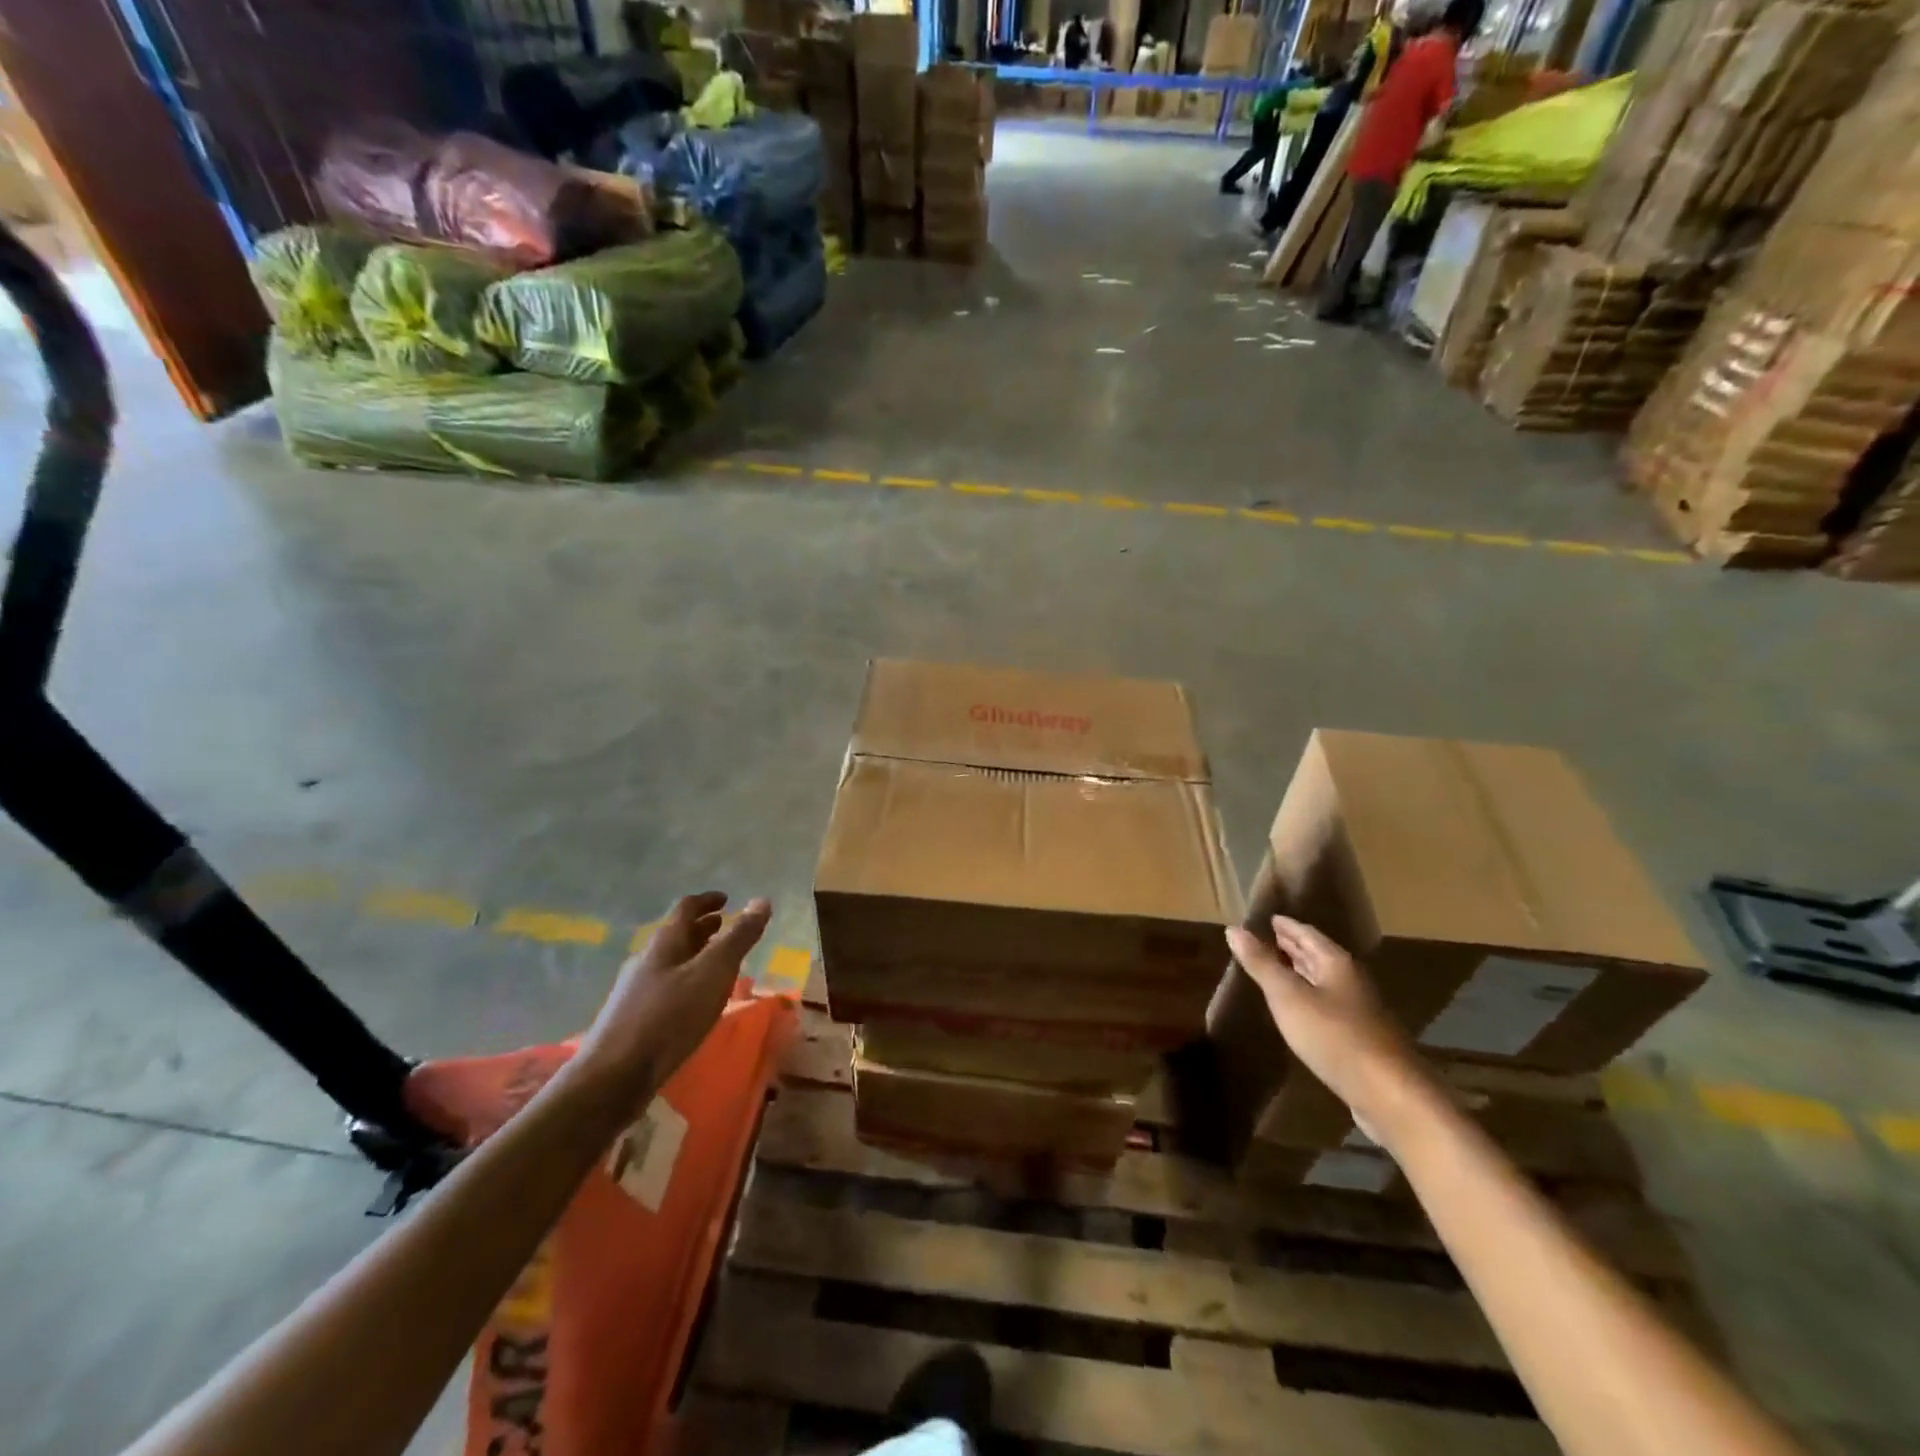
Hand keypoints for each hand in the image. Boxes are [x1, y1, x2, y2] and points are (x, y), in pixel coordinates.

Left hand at [576, 892, 770, 1103]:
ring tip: (719, 964)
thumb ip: (738, 938)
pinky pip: (667, 987)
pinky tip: (697, 1002)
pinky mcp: (634, 1019)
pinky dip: (687, 982)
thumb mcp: (713, 973)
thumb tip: (762, 900)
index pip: (686, 908)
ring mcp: (637, 991)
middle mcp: (647, 960)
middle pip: (677, 935)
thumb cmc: (669, 1017)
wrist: (614, 1077)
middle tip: (726, 927)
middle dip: (703, 928)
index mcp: (665, 943)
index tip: (726, 899)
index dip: (708, 900)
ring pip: (672, 962)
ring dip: (696, 956)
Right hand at [1225, 915, 1439, 1147]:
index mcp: (1336, 964)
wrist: (1390, 1095)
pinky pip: (1329, 1007)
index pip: (1308, 934)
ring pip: (1325, 982)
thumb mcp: (1288, 996)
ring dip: (1302, 973)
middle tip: (1270, 939)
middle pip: (1319, 957)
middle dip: (1294, 947)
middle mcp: (1351, 982)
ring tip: (1280, 969)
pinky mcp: (1361, 1041)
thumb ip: (1261, 963)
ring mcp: (1360, 1013)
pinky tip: (1300, 1011)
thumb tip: (1233, 929)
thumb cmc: (1334, 1036)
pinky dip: (1310, 999)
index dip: (1287, 926)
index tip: (1269, 918)